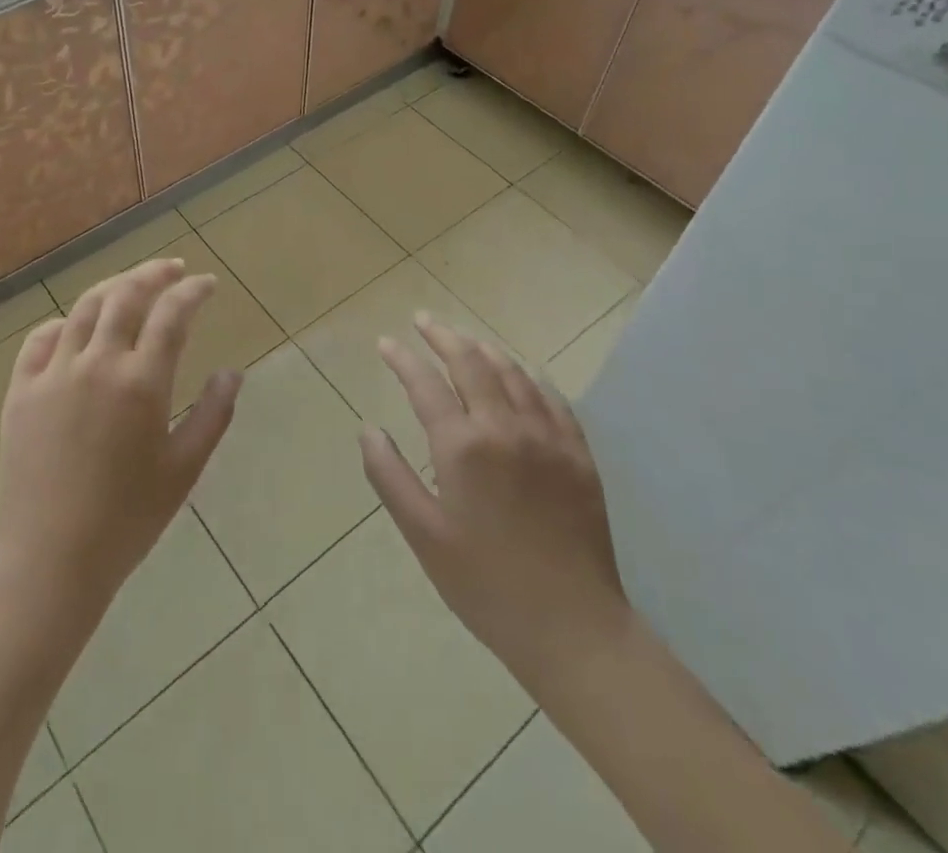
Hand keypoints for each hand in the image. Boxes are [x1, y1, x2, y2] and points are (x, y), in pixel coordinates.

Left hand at [0, 258, 239, 622]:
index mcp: (141, 382)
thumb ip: (212, 415)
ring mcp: (53, 373)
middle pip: (126, 295)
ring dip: (113, 287)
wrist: (48, 562)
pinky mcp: (20, 390)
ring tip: (131, 286)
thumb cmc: (126, 521)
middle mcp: (97, 363)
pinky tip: (76, 328)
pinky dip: (65, 323)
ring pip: (85, 308)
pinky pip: (41, 339)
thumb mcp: (183, 470)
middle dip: (154, 273)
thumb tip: (232, 373)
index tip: (207, 284)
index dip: (193, 291)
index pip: (172, 314)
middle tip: (172, 269)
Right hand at [360, 315, 632, 681]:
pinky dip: (528, 376)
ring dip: (483, 348)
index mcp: (463, 446)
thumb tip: (368, 429)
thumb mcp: (423, 535)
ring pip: (512, 372)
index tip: (385, 342)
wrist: (572, 628)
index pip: (425, 383)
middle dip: (442, 335)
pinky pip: (552, 398)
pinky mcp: (578, 454)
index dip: (402, 358)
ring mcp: (548, 437)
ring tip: (464, 339)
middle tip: (422, 320)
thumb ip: (390, 475)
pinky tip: (521, 374)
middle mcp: (505, 428)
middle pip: (471, 362)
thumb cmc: (485, 584)